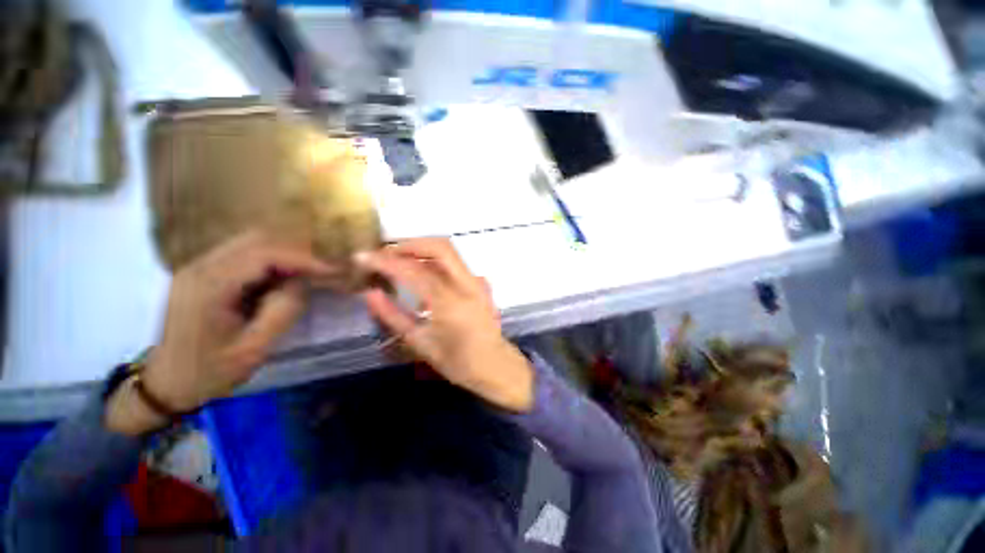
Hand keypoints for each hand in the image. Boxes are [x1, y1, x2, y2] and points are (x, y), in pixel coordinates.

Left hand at [140, 231, 335, 412]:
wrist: (167, 383)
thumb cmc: (209, 372)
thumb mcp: (253, 349)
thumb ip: (282, 311)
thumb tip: (303, 281)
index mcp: (207, 286)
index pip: (263, 254)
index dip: (303, 258)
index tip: (333, 269)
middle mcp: (200, 267)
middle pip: (258, 240)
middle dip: (298, 251)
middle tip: (326, 268)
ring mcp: (200, 267)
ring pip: (253, 243)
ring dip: (287, 254)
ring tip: (311, 272)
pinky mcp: (206, 273)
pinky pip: (247, 255)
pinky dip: (274, 260)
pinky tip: (287, 277)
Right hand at [356, 238, 533, 412]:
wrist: (494, 364)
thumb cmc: (457, 361)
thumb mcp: (420, 343)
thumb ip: (393, 316)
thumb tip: (369, 293)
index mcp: (451, 303)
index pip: (415, 271)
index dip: (386, 261)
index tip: (363, 257)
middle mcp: (467, 285)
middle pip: (439, 246)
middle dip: (409, 244)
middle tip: (385, 253)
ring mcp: (477, 281)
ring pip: (448, 251)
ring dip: (421, 249)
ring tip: (397, 259)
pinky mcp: (480, 282)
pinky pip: (453, 263)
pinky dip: (433, 260)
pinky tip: (419, 272)